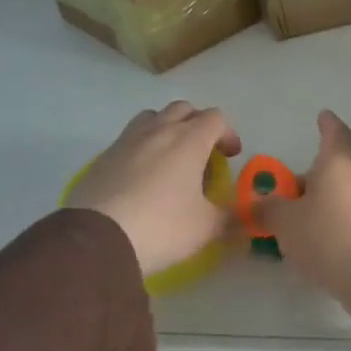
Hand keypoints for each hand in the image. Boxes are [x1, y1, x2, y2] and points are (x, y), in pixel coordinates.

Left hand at [66, 101, 241, 276]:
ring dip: (167, 128)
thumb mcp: (207, 226)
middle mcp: (159, 131)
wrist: (97, 240)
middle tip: (203, 152)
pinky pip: (128, 139)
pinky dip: (142, 147)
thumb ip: (233, 216)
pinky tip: (142, 176)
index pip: (215, 118)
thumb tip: (253, 215)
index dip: (228, 134)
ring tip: (171, 157)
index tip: (230, 156)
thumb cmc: (162, 227)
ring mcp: (126, 141)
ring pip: (152, 117)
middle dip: (198, 124)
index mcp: (189, 140)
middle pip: (183, 109)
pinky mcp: (102, 158)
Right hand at [262, 110, 350, 327]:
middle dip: (309, 181)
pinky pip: (348, 220)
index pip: (335, 134)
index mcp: (337, 165)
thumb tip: (258, 203)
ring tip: (293, 228)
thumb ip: (268, 209)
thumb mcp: (285, 222)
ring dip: (318, 206)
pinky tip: (315, 248)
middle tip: (283, 196)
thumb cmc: (326, 235)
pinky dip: (331, 226)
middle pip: (332, 170)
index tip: (323, 116)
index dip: (327, 124)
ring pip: (339, 197)